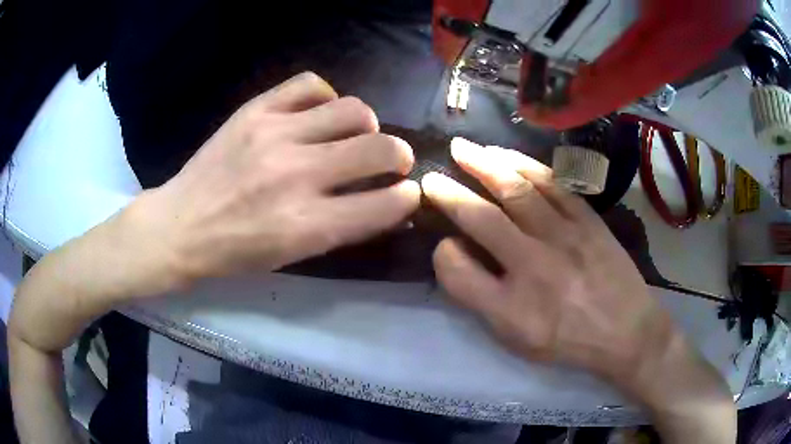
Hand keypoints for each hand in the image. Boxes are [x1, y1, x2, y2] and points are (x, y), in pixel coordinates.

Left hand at [143, 72, 420, 280]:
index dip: (407, 197)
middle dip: (399, 156)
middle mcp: (297, 175)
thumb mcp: (294, 255)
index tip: (408, 193)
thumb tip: (386, 202)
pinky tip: (318, 114)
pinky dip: (326, 97)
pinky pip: (311, 84)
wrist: (180, 226)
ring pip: (354, 109)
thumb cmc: (236, 252)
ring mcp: (275, 135)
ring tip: (355, 134)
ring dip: (367, 124)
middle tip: (392, 161)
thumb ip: (343, 227)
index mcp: (307, 225)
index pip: (386, 204)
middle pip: (380, 148)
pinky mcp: (256, 110)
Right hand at [422, 137, 669, 382]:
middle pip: (482, 219)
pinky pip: (553, 184)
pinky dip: (526, 165)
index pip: (457, 269)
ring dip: (485, 165)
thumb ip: (480, 299)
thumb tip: (455, 252)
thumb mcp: (517, 340)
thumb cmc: (568, 341)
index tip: (444, 242)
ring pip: (517, 190)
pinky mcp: (587, 219)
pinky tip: (508, 156)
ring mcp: (564, 236)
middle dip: (450, 193)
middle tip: (432, 175)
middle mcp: (534, 265)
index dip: (442, 253)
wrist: (626, 331)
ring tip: (465, 149)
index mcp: (511, 305)